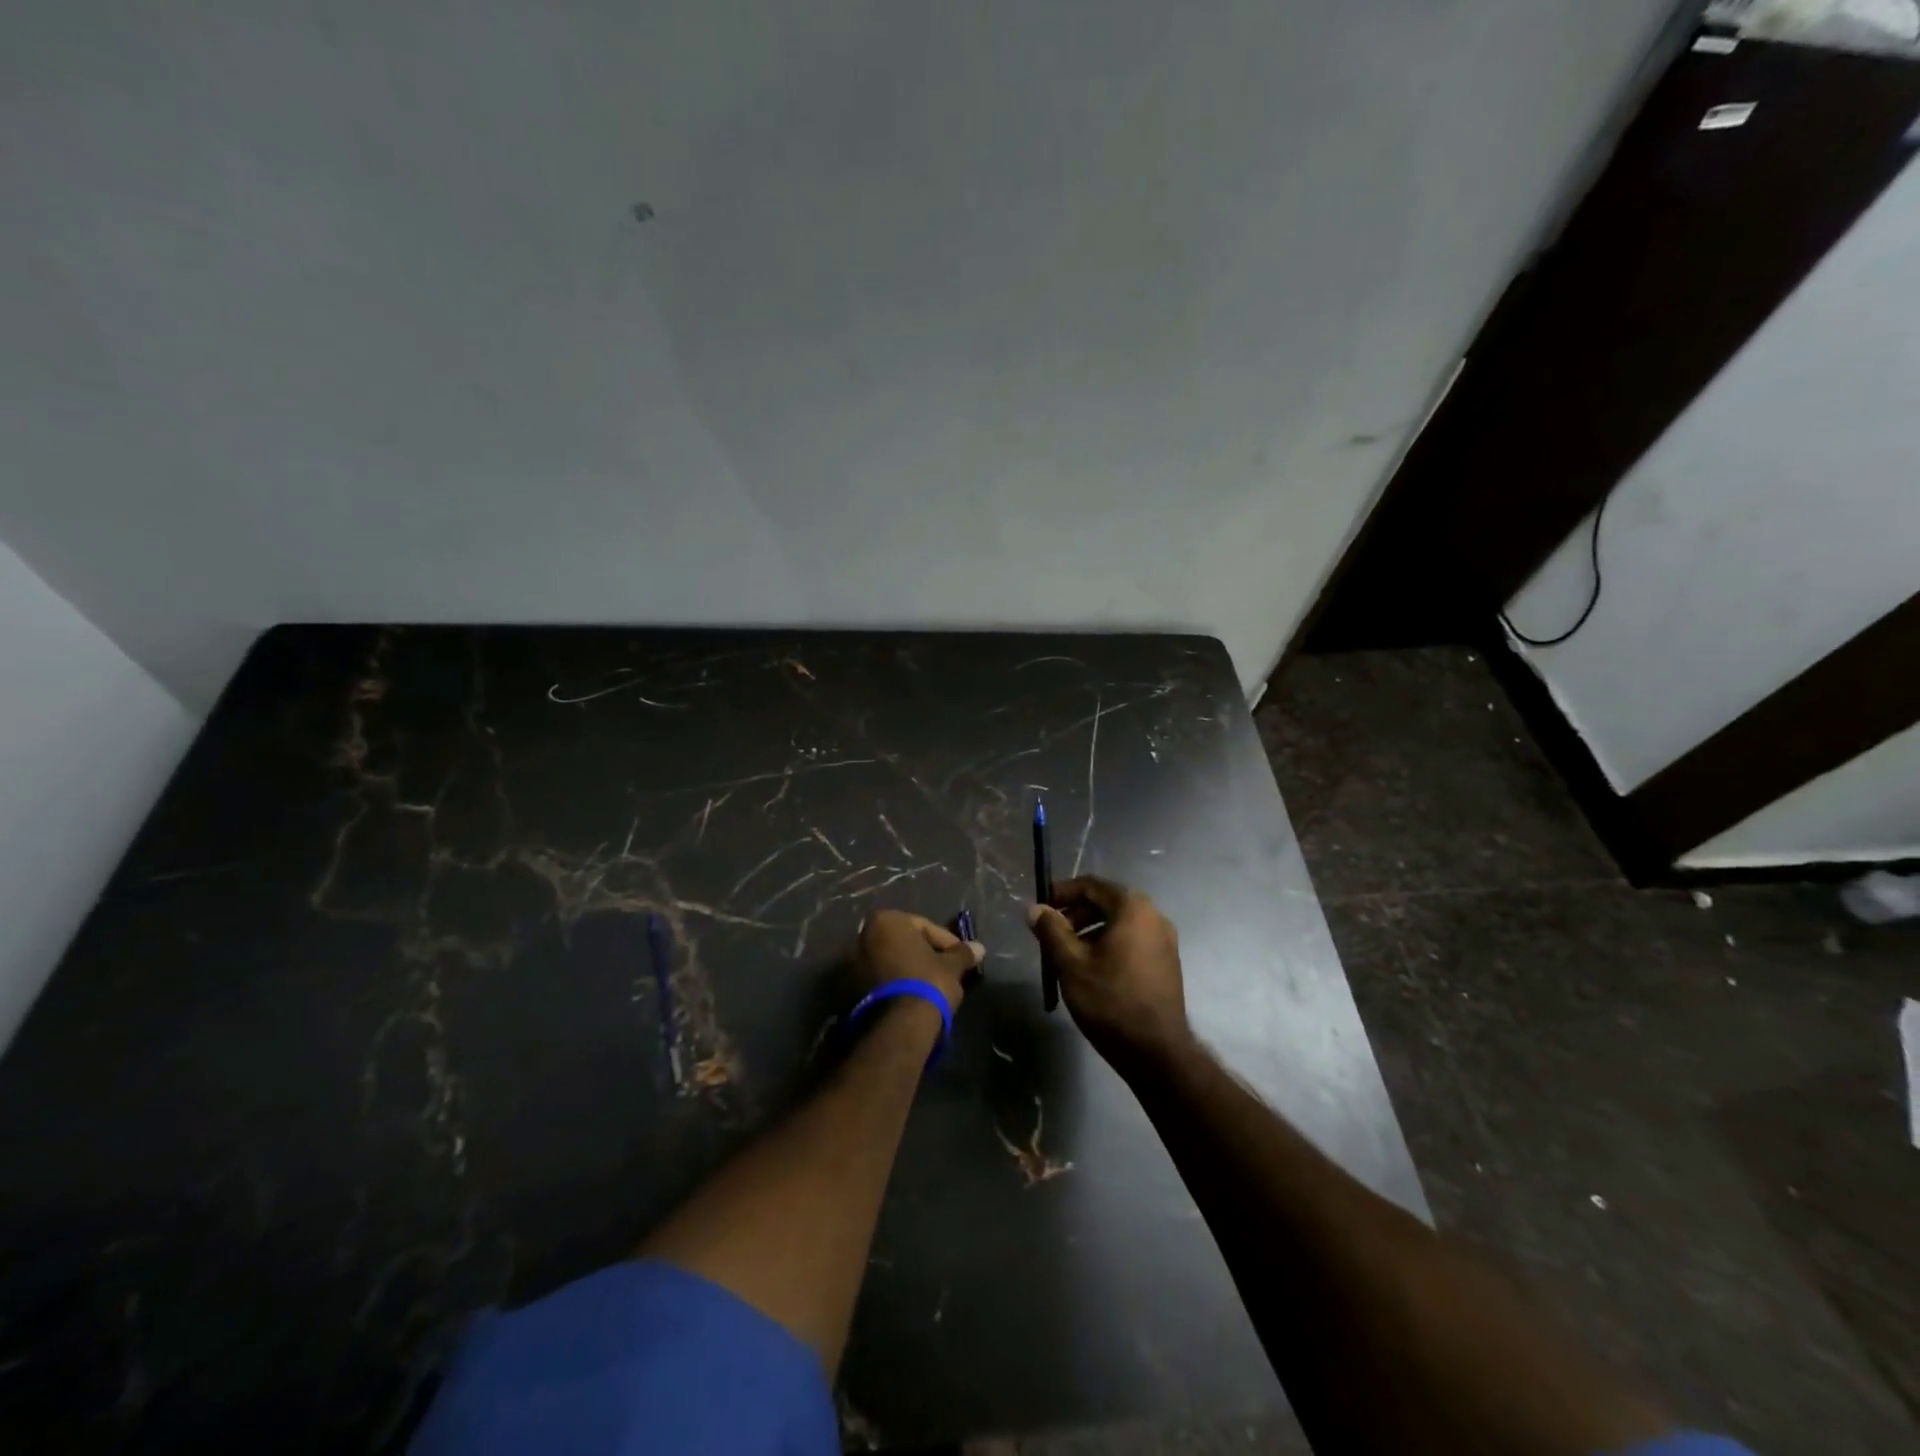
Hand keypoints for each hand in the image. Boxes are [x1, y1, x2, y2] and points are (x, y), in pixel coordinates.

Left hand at [852, 910, 983, 1011]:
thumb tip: (979, 948)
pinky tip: (915, 996)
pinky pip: (882, 978)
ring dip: (911, 969)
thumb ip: (962, 953)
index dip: (947, 942)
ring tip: (933, 985)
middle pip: (905, 942)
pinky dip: (897, 982)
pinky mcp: (851, 988)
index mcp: (887, 920)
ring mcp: (854, 962)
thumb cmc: (927, 982)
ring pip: (892, 960)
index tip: (961, 958)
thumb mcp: (951, 966)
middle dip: (926, 954)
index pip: (925, 927)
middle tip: (948, 969)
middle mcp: (864, 935)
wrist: (900, 1025)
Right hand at [1027, 877, 1191, 1073]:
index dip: (1061, 893)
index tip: (1040, 908)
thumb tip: (1035, 908)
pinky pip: (1132, 940)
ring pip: (1119, 923)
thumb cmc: (1110, 1001)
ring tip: (1066, 954)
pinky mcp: (1167, 962)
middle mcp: (1154, 916)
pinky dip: (1108, 944)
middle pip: (1106, 902)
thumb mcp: (1071, 964)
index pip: (1091, 885)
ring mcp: (1164, 940)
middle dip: (1074, 913)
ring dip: (1090, 930)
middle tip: (1050, 933)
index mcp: (1133, 908)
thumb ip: (1051, 930)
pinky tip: (1092, 968)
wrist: (1157, 1052)